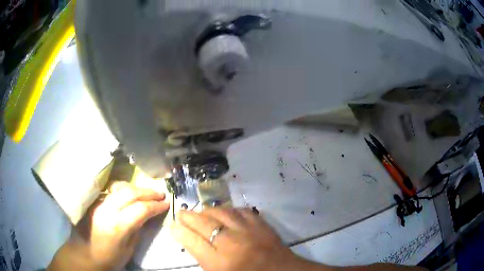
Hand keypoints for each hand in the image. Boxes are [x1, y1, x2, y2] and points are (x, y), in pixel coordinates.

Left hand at [48, 182, 169, 270]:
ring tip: (147, 192)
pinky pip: (111, 190)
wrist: (84, 254)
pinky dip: (124, 189)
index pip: (140, 209)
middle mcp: (107, 210)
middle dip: (148, 193)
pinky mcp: (94, 201)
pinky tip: (130, 193)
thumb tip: (147, 216)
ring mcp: (98, 203)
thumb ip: (137, 230)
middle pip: (130, 193)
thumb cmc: (109, 258)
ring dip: (136, 188)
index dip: (156, 205)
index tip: (166, 204)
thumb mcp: (129, 249)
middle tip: (160, 194)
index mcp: (118, 227)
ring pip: (120, 188)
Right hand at [170, 207, 303, 270]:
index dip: (179, 231)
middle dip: (188, 216)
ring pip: (220, 212)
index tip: (172, 226)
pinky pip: (240, 210)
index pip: (191, 241)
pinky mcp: (261, 224)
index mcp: (220, 263)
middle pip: (203, 223)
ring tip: (200, 213)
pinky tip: (225, 213)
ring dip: (207, 211)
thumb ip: (204, 259)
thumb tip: (189, 239)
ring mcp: (248, 231)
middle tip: (181, 213)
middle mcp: (232, 244)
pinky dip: (229, 210)